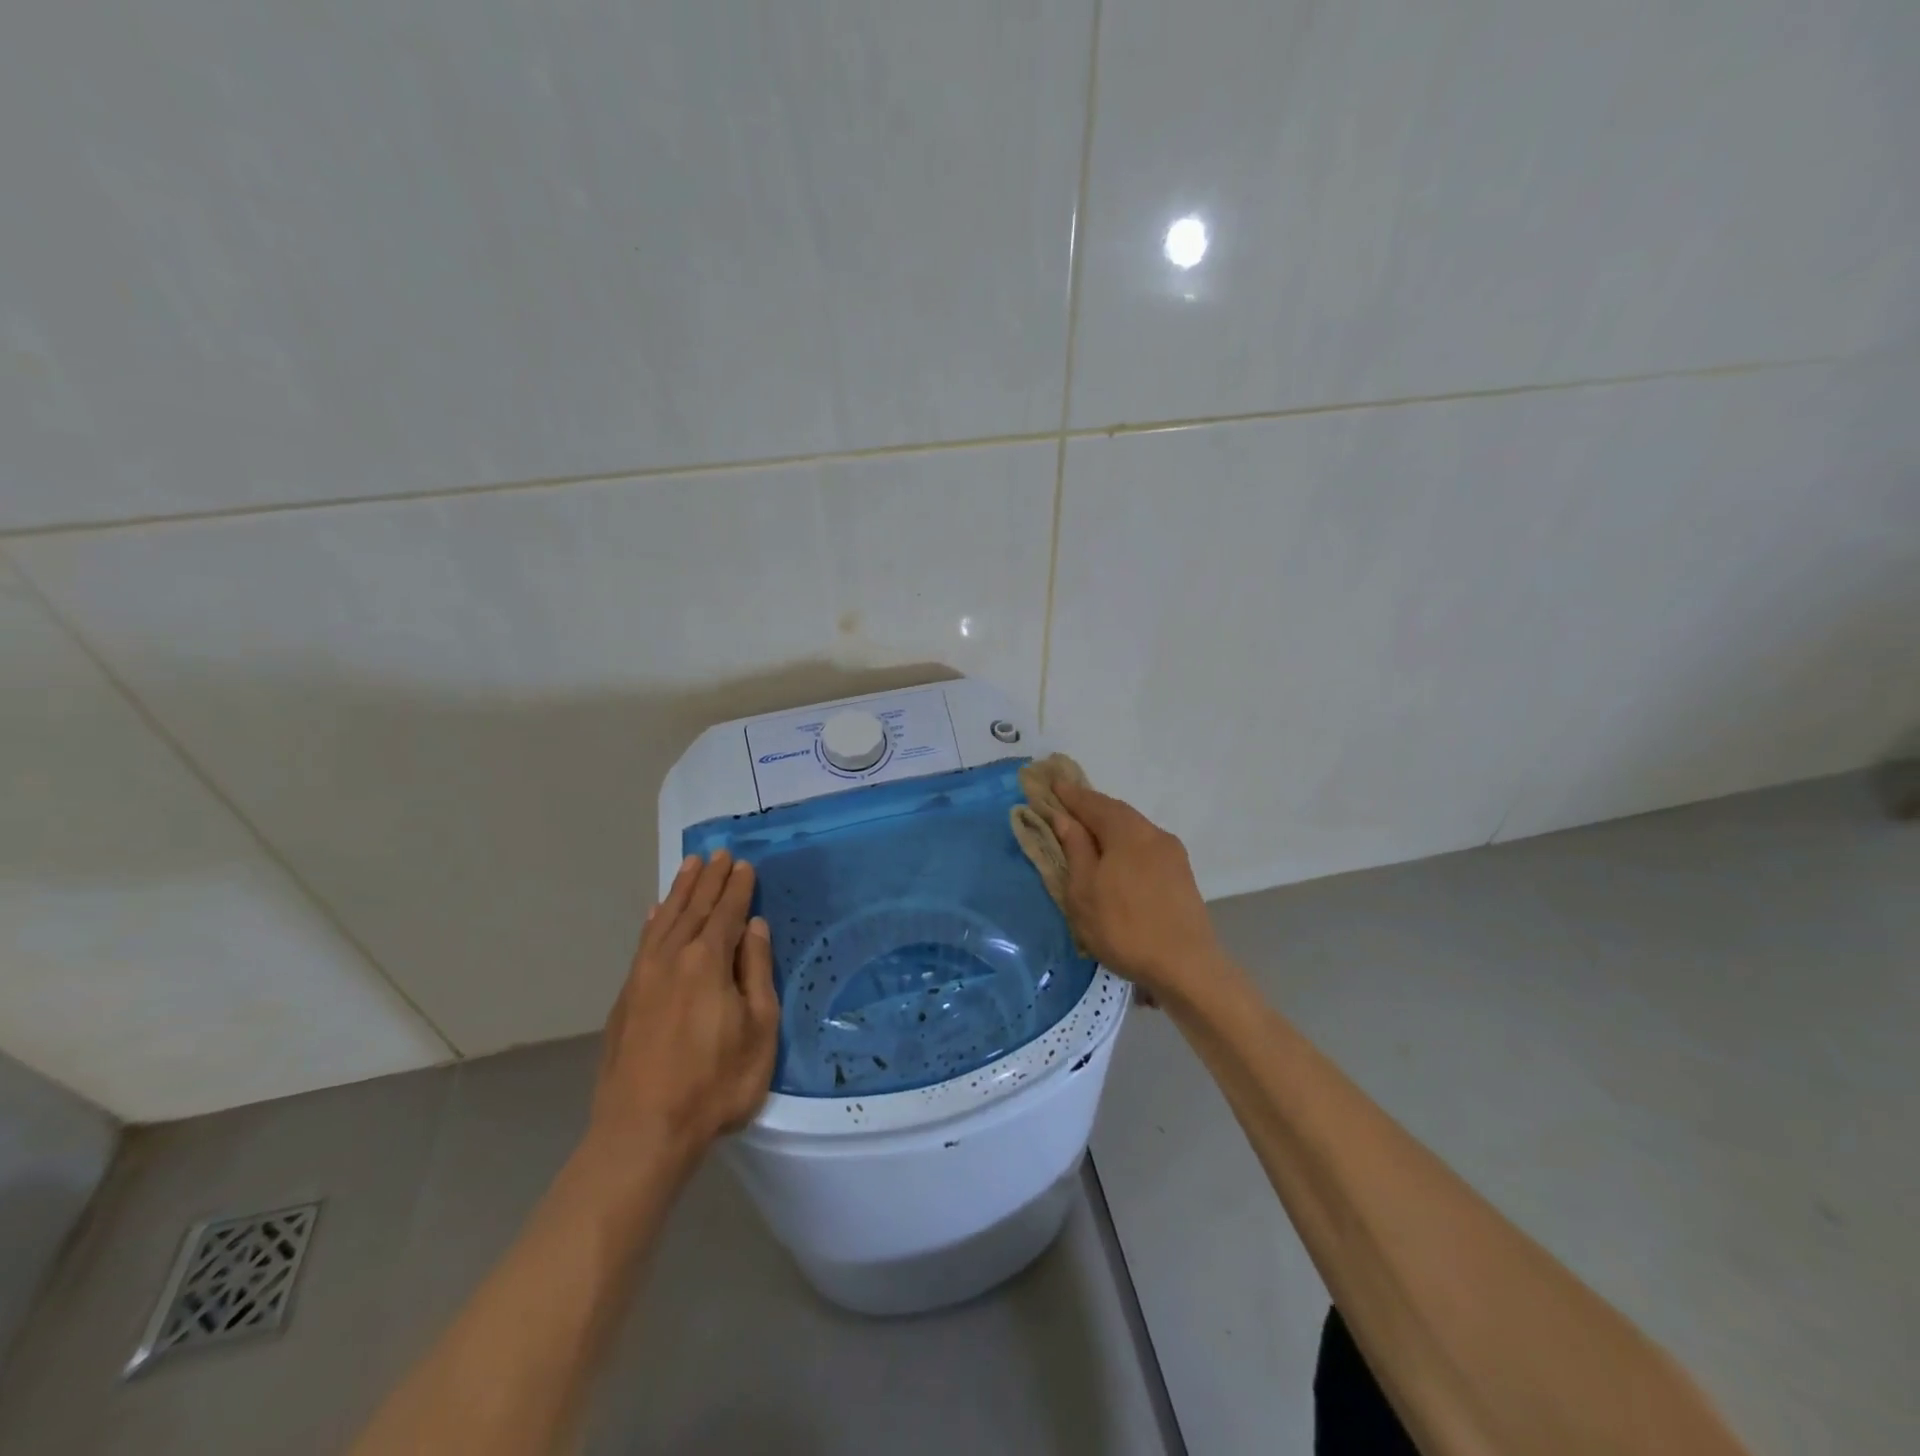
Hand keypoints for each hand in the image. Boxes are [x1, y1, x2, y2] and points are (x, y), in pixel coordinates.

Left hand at [586, 851, 778, 1178]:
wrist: (642, 1131)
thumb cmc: (715, 1082)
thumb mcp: (758, 1029)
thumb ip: (756, 972)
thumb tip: (755, 927)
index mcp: (708, 961)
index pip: (727, 912)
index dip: (738, 887)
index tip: (745, 864)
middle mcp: (673, 957)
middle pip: (695, 908)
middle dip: (710, 879)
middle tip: (719, 853)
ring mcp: (644, 975)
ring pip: (666, 919)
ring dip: (681, 891)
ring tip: (691, 866)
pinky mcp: (626, 996)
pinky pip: (644, 942)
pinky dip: (654, 920)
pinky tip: (657, 912)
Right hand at [1049, 781, 1232, 1011]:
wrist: (1186, 966)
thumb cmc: (1124, 927)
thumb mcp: (1084, 891)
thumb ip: (1075, 849)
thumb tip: (1064, 818)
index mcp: (1127, 832)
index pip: (1093, 803)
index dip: (1070, 795)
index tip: (1051, 784)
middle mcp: (1152, 833)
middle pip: (1116, 811)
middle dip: (1091, 806)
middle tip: (1067, 804)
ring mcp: (1172, 853)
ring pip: (1134, 828)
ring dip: (1110, 825)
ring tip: (1089, 831)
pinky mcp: (1181, 874)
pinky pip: (1145, 845)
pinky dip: (1125, 841)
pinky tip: (1117, 856)